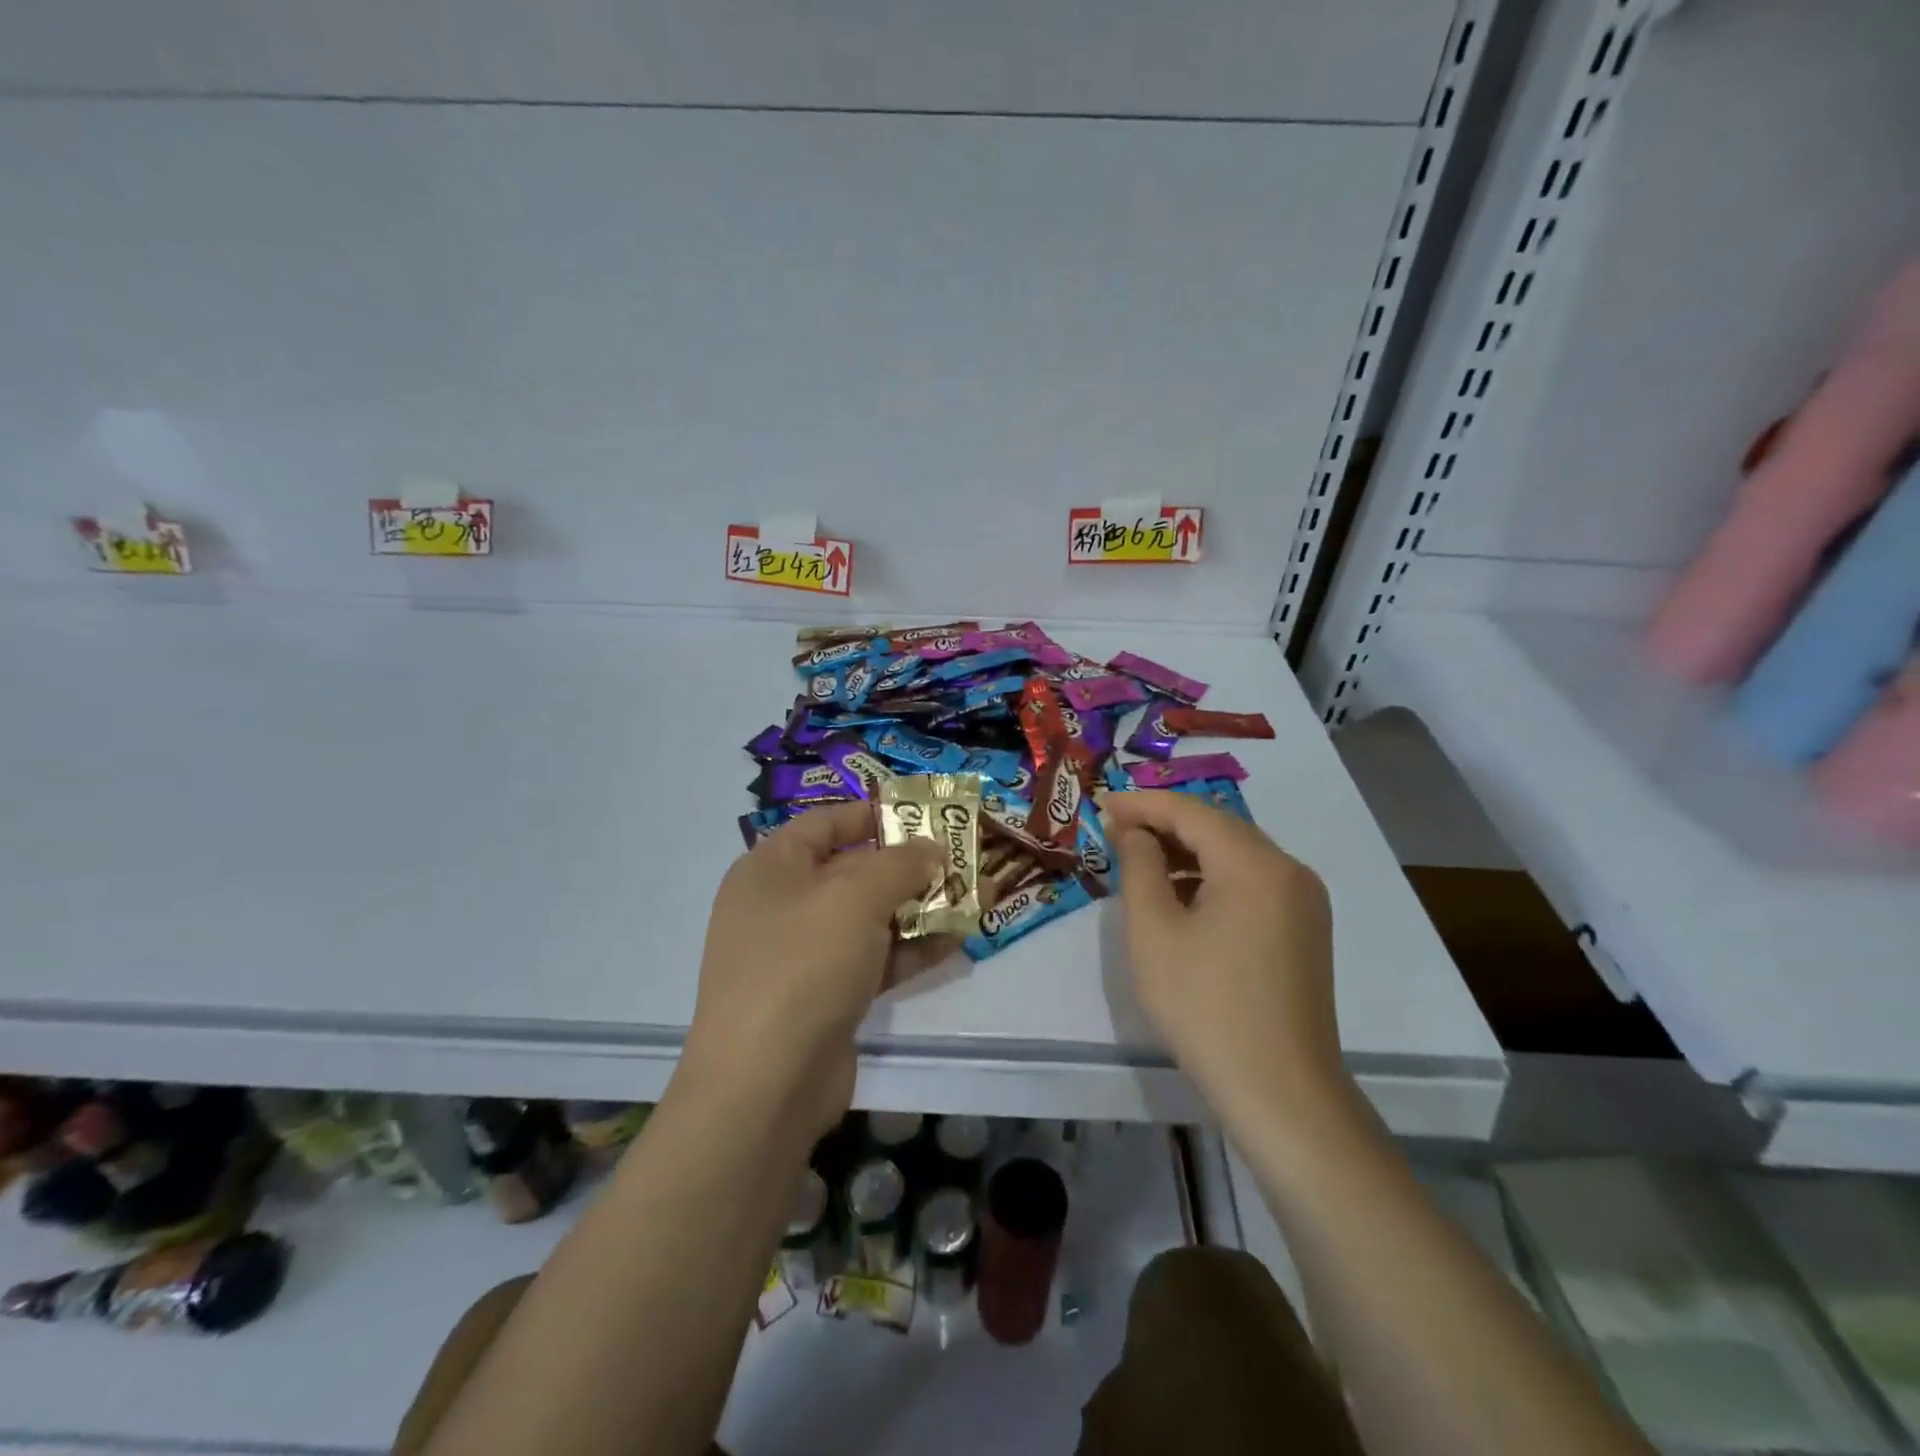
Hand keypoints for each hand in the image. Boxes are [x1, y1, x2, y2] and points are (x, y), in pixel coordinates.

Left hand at [680, 802, 949, 1134]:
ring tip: (972, 898)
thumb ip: (900, 864)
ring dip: (918, 909)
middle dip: (908, 865)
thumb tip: (931, 848)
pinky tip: (956, 943)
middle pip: (851, 871)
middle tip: (959, 859)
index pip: (825, 823)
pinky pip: (871, 960)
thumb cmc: (803, 962)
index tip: (923, 814)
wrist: (765, 1084)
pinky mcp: (823, 998)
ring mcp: (801, 956)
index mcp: (771, 868)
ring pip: (867, 919)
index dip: (873, 814)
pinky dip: (909, 950)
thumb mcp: (855, 896)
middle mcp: (781, 905)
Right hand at [1106, 791, 1347, 1120]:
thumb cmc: (1205, 1006)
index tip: (1101, 806)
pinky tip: (1182, 898)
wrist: (1280, 1092)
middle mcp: (1289, 870)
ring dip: (1189, 851)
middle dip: (1165, 824)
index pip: (1191, 811)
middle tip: (1115, 832)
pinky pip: (1253, 883)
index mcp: (1255, 864)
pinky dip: (1214, 878)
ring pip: (1237, 855)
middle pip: (1219, 827)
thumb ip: (1140, 867)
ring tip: (1140, 863)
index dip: (1142, 804)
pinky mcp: (1305, 929)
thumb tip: (1135, 832)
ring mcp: (1304, 901)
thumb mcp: (1153, 931)